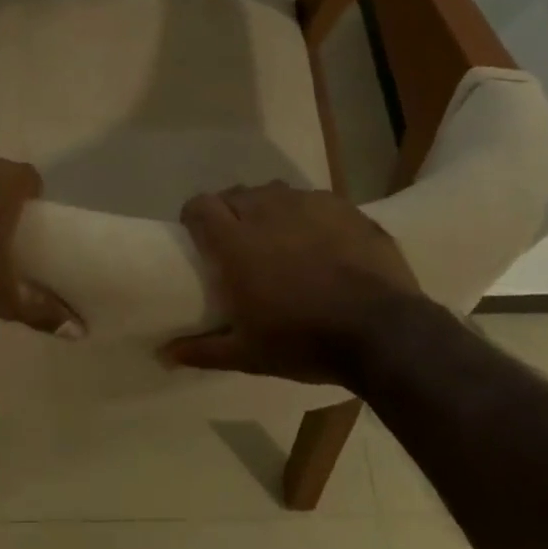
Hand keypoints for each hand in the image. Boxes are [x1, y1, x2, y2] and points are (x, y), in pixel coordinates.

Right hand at [162, 182, 421, 385]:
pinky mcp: (341, 206)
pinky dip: (306, 215)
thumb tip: (164, 354)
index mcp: (235, 241)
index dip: (195, 216)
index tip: (197, 235)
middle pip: (235, 195)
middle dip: (230, 213)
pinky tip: (319, 241)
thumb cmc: (304, 340)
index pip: (200, 205)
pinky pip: (311, 200)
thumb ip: (203, 349)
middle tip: (239, 243)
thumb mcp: (248, 354)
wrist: (383, 331)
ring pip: (273, 193)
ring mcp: (306, 203)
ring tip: (279, 239)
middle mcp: (266, 210)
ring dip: (267, 210)